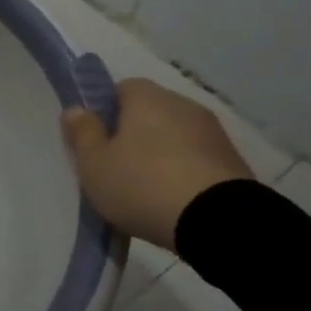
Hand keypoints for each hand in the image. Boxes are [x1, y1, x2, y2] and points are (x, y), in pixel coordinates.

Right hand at [61, 78, 252, 251]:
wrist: (218, 221)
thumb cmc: (142, 184)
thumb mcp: (94, 164)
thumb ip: (82, 133)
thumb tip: (76, 109)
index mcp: (146, 98)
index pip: (121, 88)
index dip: (105, 111)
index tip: (96, 140)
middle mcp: (183, 104)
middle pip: (149, 112)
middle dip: (133, 134)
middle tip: (115, 167)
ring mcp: (213, 132)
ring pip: (175, 136)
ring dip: (161, 154)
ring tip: (146, 190)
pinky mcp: (234, 161)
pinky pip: (197, 159)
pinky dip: (184, 172)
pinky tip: (173, 200)